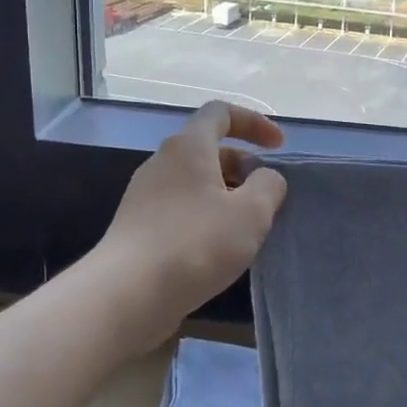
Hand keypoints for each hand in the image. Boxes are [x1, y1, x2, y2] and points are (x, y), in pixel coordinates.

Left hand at [94, 102, 288, 349]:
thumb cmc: (196, 243)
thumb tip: (265, 177)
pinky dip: (205, 216)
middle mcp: (162, 162)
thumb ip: (268, 186)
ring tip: (246, 226)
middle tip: (265, 195)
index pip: (220, 113)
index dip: (254, 122)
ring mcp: (144, 195)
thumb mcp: (251, 213)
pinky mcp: (137, 226)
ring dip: (225, 194)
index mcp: (188, 147)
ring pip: (193, 182)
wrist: (127, 294)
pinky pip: (179, 208)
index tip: (278, 147)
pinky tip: (218, 249)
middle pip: (207, 148)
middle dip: (242, 165)